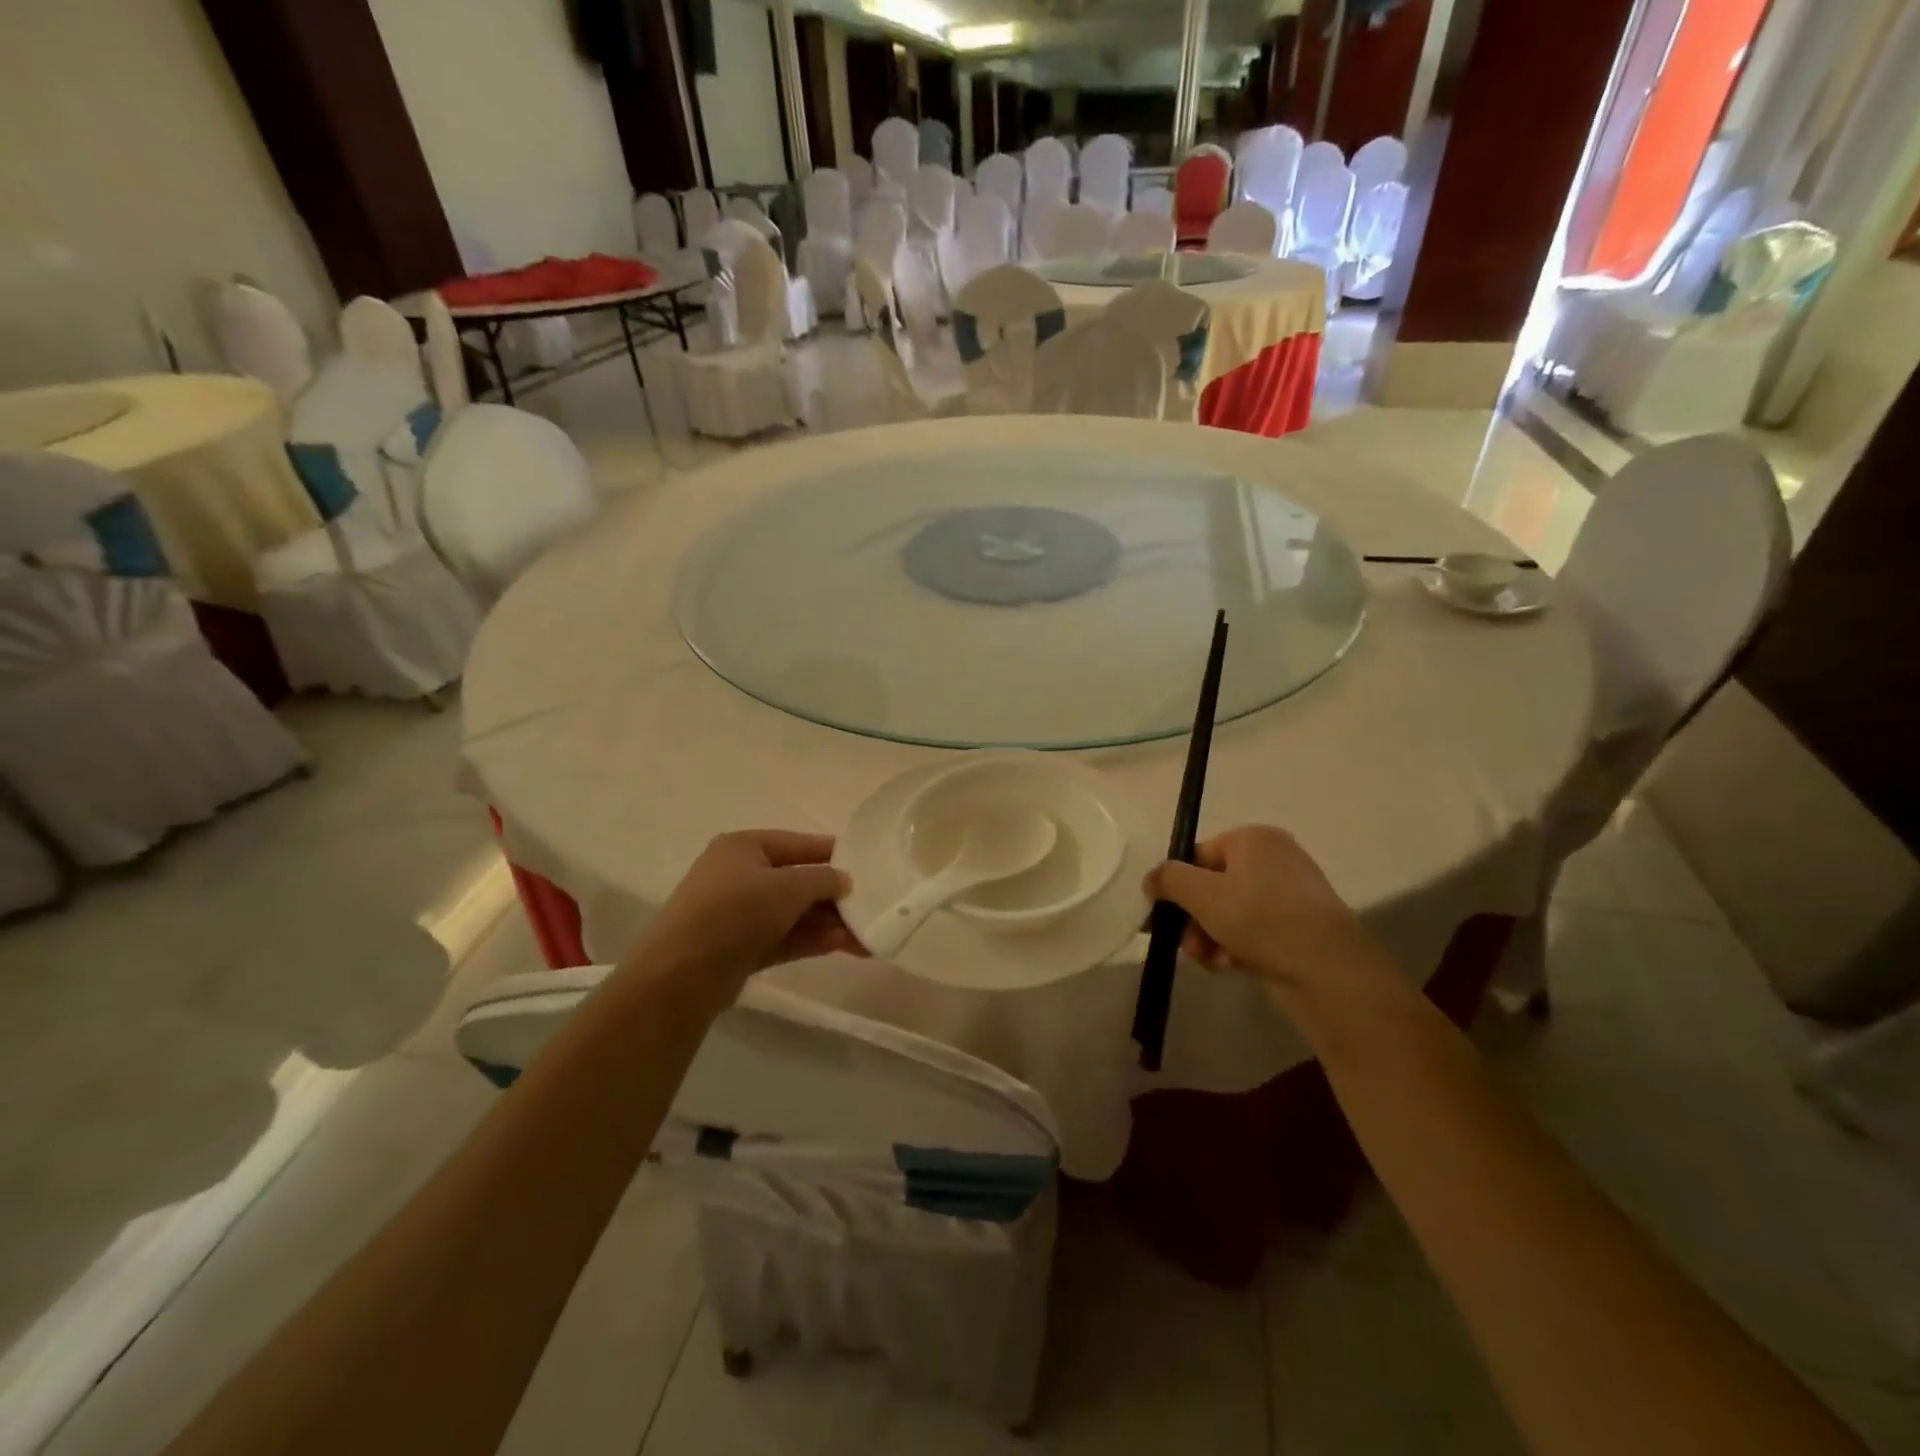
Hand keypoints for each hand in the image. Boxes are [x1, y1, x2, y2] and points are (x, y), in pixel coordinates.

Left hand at [638, 831, 861, 1005]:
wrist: (682, 975)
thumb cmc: (736, 912)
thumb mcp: (788, 887)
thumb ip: (823, 879)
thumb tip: (845, 881)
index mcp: (744, 847)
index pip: (798, 844)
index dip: (833, 853)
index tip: (867, 864)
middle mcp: (739, 875)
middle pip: (797, 881)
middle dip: (834, 897)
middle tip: (871, 908)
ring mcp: (737, 913)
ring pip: (792, 913)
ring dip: (827, 922)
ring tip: (865, 936)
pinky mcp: (740, 947)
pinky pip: (783, 936)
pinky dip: (810, 939)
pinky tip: (841, 946)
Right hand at [1144, 825, 1391, 993]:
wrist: (1329, 971)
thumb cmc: (1260, 918)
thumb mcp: (1202, 894)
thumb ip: (1168, 879)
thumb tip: (1152, 879)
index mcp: (1254, 838)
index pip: (1198, 855)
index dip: (1176, 886)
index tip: (1162, 916)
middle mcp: (1274, 859)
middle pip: (1212, 886)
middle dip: (1193, 918)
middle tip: (1187, 944)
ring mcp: (1289, 895)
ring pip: (1229, 913)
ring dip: (1209, 936)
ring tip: (1209, 960)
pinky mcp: (1298, 929)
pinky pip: (1252, 932)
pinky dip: (1235, 947)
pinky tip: (1229, 966)